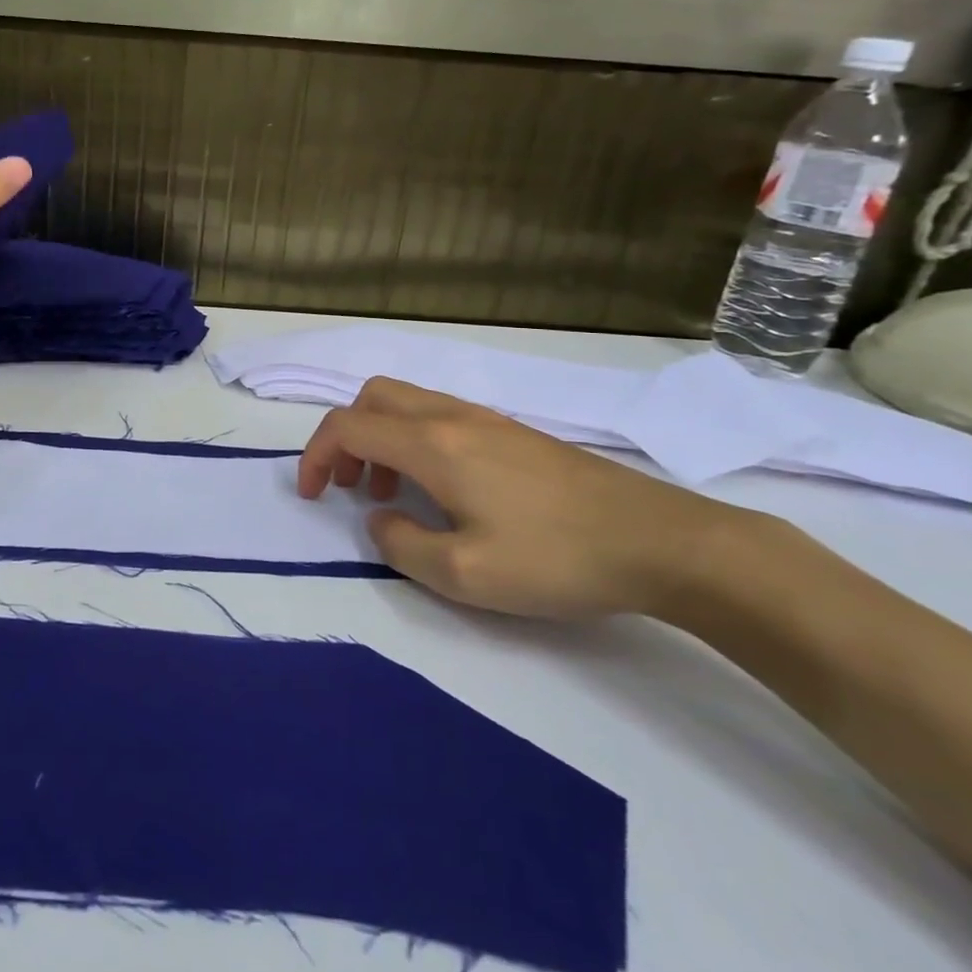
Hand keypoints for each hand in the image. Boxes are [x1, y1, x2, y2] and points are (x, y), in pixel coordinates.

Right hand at [297, 376, 778, 618]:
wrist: (659, 541)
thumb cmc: (555, 558)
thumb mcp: (462, 573)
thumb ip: (401, 545)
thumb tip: (381, 519)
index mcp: (432, 444)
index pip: (349, 425)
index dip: (317, 456)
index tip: (312, 495)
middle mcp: (452, 417)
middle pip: (373, 397)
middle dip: (346, 438)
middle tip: (353, 488)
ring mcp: (487, 419)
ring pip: (407, 404)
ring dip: (381, 440)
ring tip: (394, 496)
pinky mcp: (513, 432)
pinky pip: (440, 418)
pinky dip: (415, 442)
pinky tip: (443, 492)